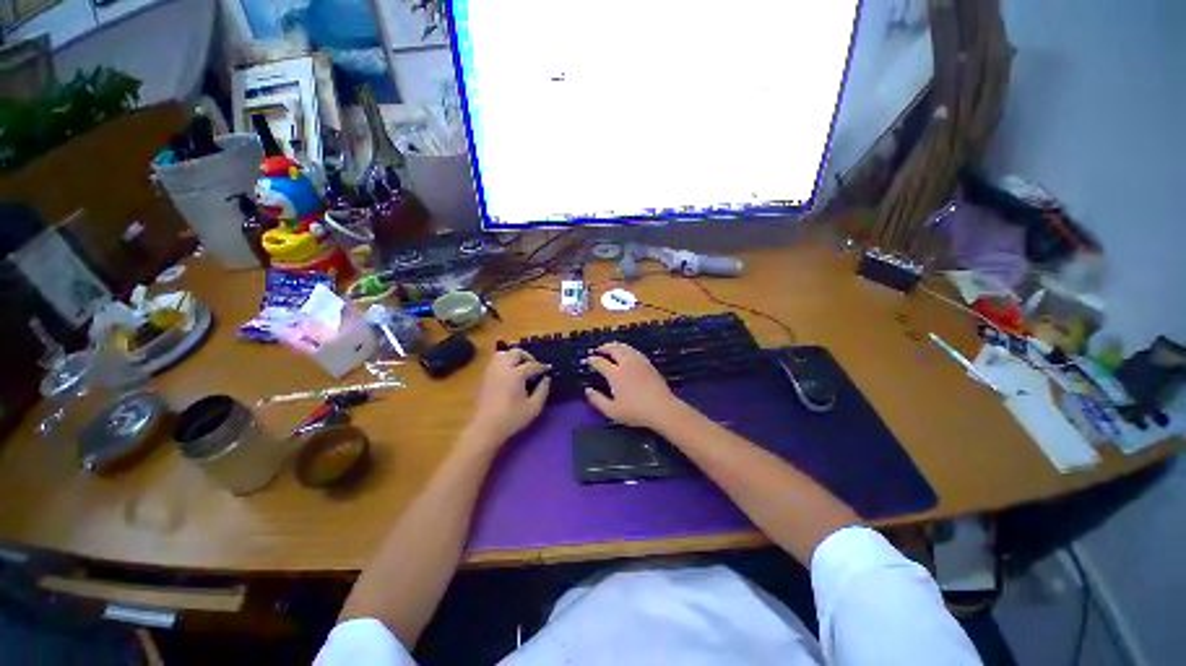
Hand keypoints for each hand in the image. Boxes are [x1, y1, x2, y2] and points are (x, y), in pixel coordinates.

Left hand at [465, 348, 550, 448]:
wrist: (486, 428)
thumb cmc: (512, 418)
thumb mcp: (534, 407)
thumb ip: (543, 390)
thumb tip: (546, 379)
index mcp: (516, 374)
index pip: (532, 365)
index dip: (541, 367)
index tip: (547, 370)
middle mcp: (503, 368)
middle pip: (516, 353)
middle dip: (527, 357)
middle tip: (534, 366)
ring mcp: (492, 371)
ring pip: (503, 354)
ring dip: (513, 357)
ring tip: (521, 367)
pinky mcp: (485, 377)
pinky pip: (495, 362)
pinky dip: (505, 362)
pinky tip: (510, 374)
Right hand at [585, 342, 681, 428]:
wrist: (662, 408)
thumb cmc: (635, 412)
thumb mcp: (612, 411)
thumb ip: (597, 400)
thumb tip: (588, 390)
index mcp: (616, 374)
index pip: (601, 362)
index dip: (593, 360)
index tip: (589, 359)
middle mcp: (627, 364)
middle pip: (614, 349)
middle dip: (605, 347)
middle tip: (599, 349)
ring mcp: (639, 362)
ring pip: (626, 348)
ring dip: (616, 345)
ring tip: (611, 347)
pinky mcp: (649, 364)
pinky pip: (635, 351)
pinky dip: (627, 349)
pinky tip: (627, 353)